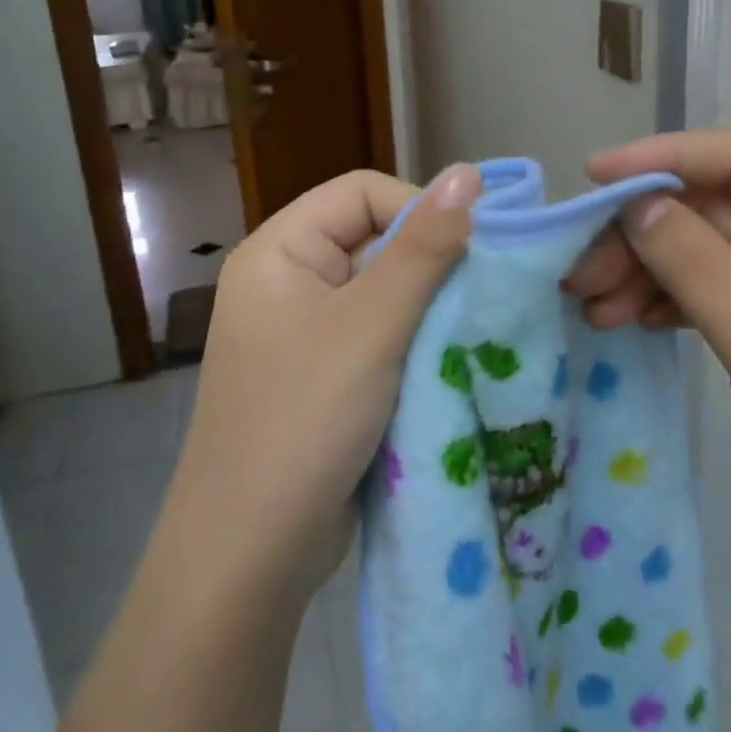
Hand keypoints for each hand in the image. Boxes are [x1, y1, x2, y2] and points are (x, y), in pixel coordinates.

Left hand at [161, 164, 479, 607]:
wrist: (250, 558)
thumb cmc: (302, 422)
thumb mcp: (370, 327)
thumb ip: (422, 249)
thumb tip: (469, 173)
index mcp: (279, 252)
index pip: (362, 193)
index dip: (418, 209)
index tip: (470, 251)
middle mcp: (289, 282)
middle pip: (376, 240)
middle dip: (431, 265)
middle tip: (481, 296)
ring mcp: (307, 331)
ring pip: (387, 292)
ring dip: (430, 309)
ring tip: (473, 332)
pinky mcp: (328, 375)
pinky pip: (383, 336)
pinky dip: (418, 344)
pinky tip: (452, 363)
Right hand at [566, 131, 730, 611]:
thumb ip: (699, 266)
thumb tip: (635, 202)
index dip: (671, 157)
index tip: (597, 177)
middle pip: (719, 211)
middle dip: (647, 235)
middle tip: (580, 270)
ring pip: (706, 255)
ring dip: (646, 272)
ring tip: (590, 304)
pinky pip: (710, 298)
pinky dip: (665, 304)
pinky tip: (626, 320)